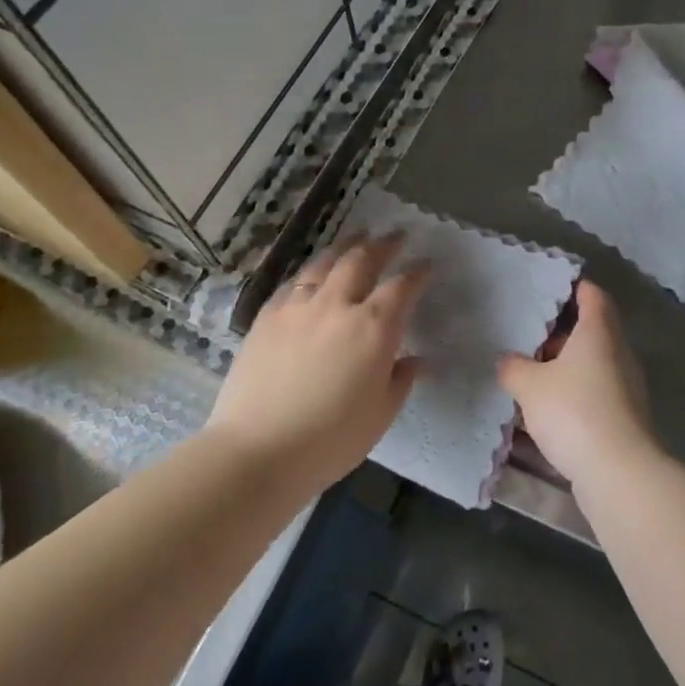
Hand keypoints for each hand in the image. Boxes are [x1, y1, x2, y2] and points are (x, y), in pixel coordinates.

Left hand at [206, 233, 425, 491]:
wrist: (258, 450)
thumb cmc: (330, 439)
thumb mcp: (380, 414)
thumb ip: (400, 380)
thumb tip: (416, 360)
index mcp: (373, 327)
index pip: (402, 287)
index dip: (417, 273)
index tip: (426, 264)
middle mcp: (337, 305)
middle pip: (362, 260)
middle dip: (382, 245)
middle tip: (394, 236)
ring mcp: (298, 307)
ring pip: (324, 263)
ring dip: (345, 246)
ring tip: (356, 237)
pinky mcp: (267, 317)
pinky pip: (293, 283)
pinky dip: (310, 271)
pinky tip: (312, 273)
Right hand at [497, 281, 660, 486]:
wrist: (618, 471)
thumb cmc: (574, 411)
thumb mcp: (530, 385)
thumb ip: (513, 367)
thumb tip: (506, 360)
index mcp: (599, 332)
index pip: (592, 295)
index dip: (572, 287)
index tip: (547, 288)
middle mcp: (617, 353)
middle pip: (590, 330)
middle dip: (559, 333)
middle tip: (526, 335)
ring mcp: (624, 386)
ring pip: (590, 364)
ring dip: (562, 367)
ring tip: (527, 374)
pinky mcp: (622, 417)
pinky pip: (592, 393)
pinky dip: (570, 394)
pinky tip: (543, 411)